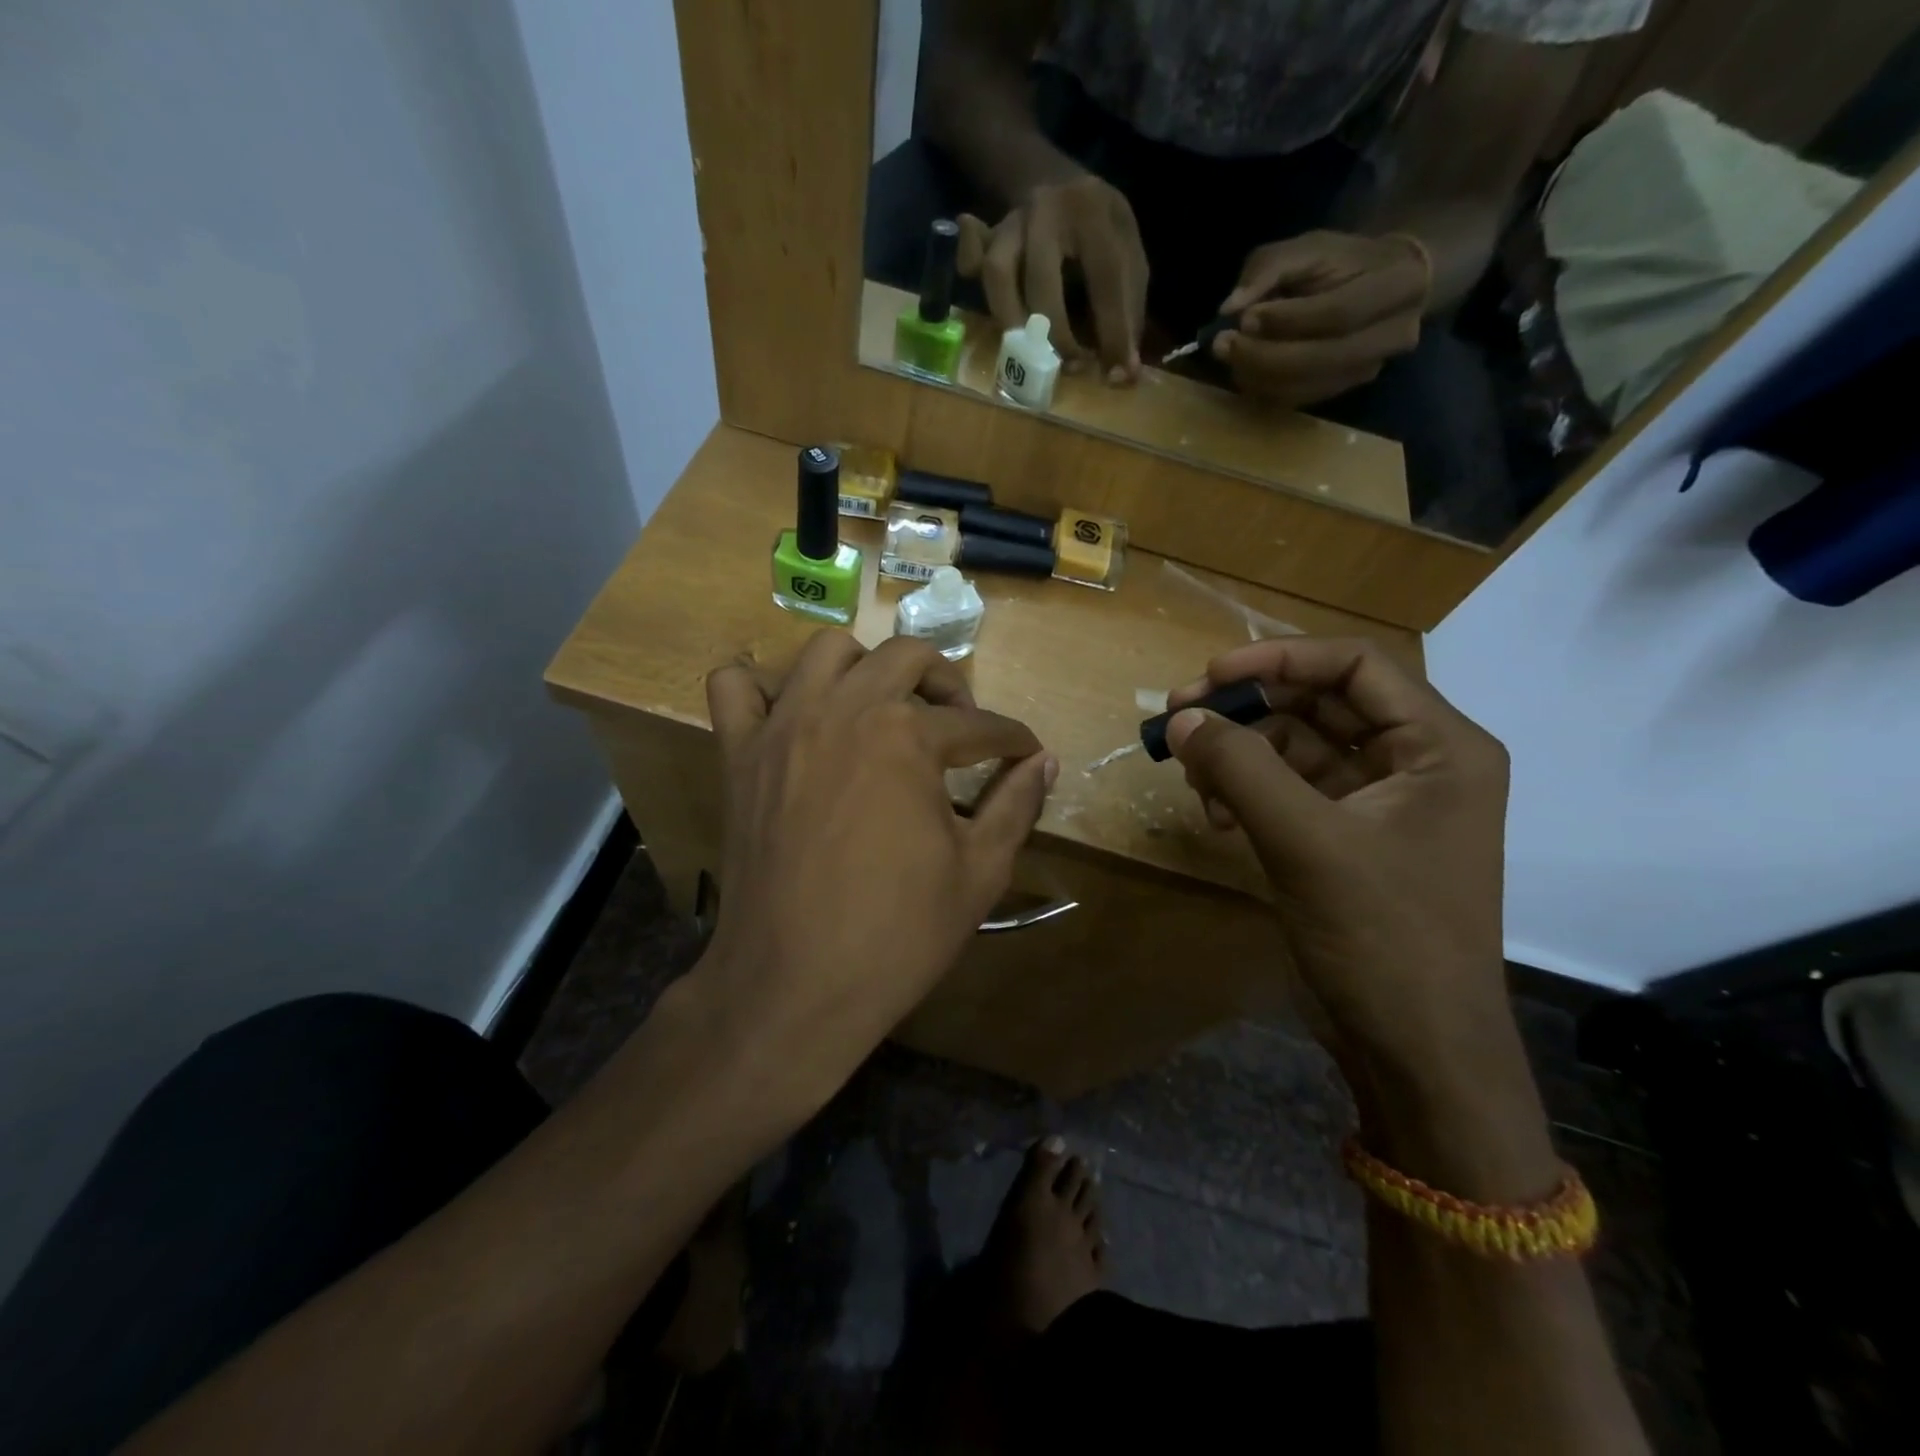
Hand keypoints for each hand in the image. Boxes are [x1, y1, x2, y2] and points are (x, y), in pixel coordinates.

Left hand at [696, 632, 1054, 1110]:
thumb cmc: (897, 933)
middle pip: (908, 658)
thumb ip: (1016, 805)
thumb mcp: (979, 871)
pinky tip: (792, 712)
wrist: (795, 985)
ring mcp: (783, 726)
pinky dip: (762, 684)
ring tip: (883, 708)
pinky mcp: (739, 754)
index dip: (1011, 741)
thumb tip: (1045, 763)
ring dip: (866, 667)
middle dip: (949, 684)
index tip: (1024, 755)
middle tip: (960, 726)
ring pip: (827, 650)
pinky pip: (735, 686)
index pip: (979, 725)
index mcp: (907, 736)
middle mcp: (844, 709)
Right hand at [957, 174, 1147, 382]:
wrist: (1058, 180)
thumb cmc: (1100, 231)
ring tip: (1026, 353)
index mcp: (1093, 211)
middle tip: (1069, 366)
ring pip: (996, 273)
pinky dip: (968, 272)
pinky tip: (982, 293)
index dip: (1112, 331)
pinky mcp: (988, 237)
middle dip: (1055, 333)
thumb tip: (1124, 373)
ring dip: (1010, 321)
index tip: (1117, 376)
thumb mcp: (1128, 253)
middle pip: (1041, 280)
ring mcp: (1011, 223)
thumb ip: (1128, 308)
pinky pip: (970, 257)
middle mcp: (1047, 211)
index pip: (1105, 277)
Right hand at [1163, 637, 1507, 1081]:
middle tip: (1179, 718)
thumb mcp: (1307, 842)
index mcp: (1440, 747)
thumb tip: (1180, 717)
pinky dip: (1247, 794)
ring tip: (1195, 780)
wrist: (1415, 1051)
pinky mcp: (1346, 839)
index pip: (1356, 666)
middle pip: (1320, 703)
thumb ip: (1241, 769)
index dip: (1279, 659)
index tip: (1209, 678)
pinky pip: (1287, 791)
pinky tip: (1216, 819)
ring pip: (1296, 748)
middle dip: (1248, 709)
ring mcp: (1379, 804)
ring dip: (1240, 756)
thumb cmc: (1383, 938)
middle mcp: (1416, 763)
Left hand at [1213, 232, 1430, 408]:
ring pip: (1304, 387)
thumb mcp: (1309, 247)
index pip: (1338, 314)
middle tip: (1223, 344)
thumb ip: (1269, 268)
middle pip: (1319, 360)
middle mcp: (1392, 337)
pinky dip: (1263, 389)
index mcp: (1398, 286)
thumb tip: (1229, 307)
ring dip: (1257, 376)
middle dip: (1263, 355)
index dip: (1286, 320)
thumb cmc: (1343, 262)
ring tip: (1230, 355)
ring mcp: (1367, 371)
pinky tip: (1246, 370)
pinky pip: (1296, 401)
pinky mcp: (1341, 392)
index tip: (1245, 317)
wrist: (1380, 286)